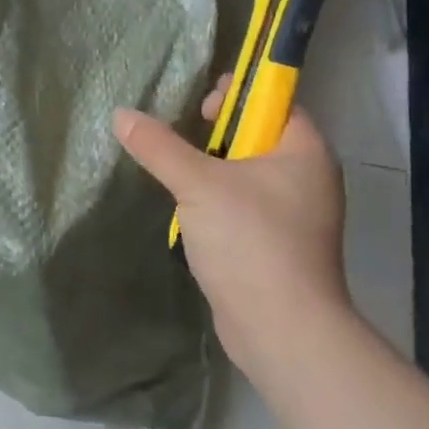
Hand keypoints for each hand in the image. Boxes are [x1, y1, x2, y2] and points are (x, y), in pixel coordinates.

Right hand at [115, 88, 348, 379]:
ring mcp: (295, 215)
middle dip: (217, 134)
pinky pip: (244, 205)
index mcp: (304, 151)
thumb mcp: (197, 185)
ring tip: (179, 177)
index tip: (200, 109)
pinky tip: (191, 213)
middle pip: (257, 136)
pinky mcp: (278, 244)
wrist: (283, 331)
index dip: (237, 96)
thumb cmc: (250, 242)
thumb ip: (158, 146)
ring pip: (247, 173)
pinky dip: (218, 201)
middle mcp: (307, 178)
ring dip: (212, 170)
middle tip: (183, 145)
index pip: (274, 102)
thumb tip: (121, 114)